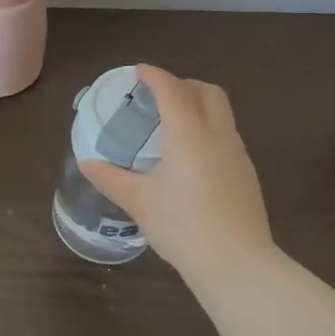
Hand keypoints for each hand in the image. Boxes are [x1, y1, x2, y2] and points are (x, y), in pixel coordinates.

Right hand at [81, 65, 275, 279]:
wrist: (237, 264)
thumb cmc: (182, 226)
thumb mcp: (138, 201)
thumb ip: (110, 178)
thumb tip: (87, 163)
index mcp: (189, 133)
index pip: (171, 89)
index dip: (154, 75)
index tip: (139, 71)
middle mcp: (218, 135)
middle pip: (207, 91)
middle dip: (183, 84)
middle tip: (159, 96)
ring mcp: (238, 154)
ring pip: (222, 113)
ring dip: (199, 106)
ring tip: (173, 126)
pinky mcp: (247, 174)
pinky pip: (227, 136)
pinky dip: (208, 130)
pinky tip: (192, 159)